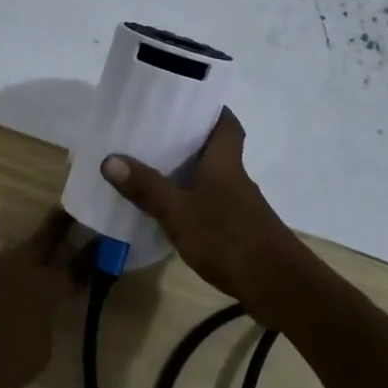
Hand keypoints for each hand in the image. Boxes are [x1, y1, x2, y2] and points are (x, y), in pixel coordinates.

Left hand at [0, 209, 86, 387]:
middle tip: (63, 213)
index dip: (88, 255)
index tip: (98, 242)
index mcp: (42, 288)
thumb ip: (42, 325)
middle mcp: (13, 266)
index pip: (75, 267)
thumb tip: (39, 314)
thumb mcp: (38, 354)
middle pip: (43, 235)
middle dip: (58, 222)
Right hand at [100, 110, 311, 324]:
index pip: (226, 123)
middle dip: (189, 139)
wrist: (278, 286)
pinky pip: (212, 203)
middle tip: (154, 132)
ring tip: (152, 168)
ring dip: (189, 171)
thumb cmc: (229, 238)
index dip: (211, 109)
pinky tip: (171, 212)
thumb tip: (109, 158)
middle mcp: (235, 176)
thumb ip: (147, 188)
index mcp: (225, 161)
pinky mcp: (240, 230)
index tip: (185, 101)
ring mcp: (240, 205)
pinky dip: (193, 201)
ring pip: (213, 176)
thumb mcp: (179, 213)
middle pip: (216, 147)